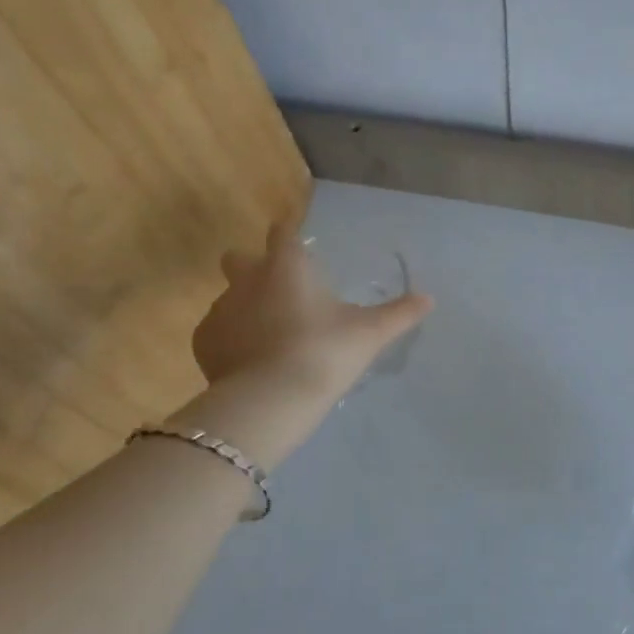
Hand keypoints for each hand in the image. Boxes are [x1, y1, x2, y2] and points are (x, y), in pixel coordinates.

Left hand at [190, 220, 433, 397]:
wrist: (271, 400)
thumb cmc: (325, 352)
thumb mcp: (370, 333)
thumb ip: (399, 313)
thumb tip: (430, 298)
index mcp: (286, 266)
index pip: (282, 233)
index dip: (288, 234)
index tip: (295, 242)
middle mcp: (247, 280)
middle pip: (238, 258)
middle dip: (251, 266)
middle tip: (277, 291)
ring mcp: (220, 311)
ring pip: (228, 298)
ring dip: (244, 309)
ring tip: (269, 339)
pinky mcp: (203, 344)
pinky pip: (216, 332)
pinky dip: (231, 341)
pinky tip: (251, 362)